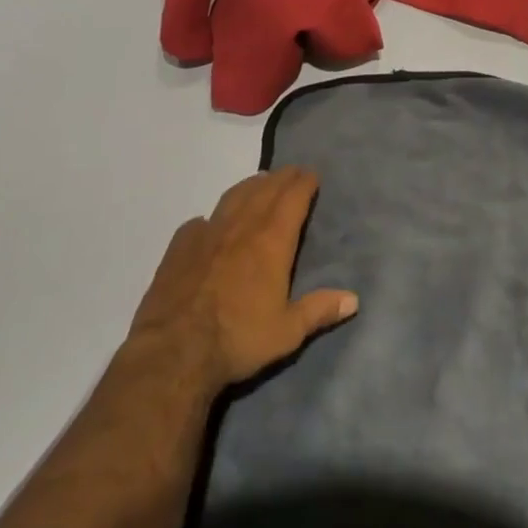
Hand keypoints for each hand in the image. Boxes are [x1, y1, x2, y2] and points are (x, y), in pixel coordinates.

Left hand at [129, 167, 357, 393]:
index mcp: (272, 239)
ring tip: (259, 183)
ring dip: (251, 186)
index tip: (313, 175)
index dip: (305, 182)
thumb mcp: (287, 332)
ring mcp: (208, 232)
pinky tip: (209, 224)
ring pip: (234, 195)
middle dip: (283, 177)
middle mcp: (242, 225)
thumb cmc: (238, 339)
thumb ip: (320, 310)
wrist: (173, 353)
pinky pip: (199, 221)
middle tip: (293, 173)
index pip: (293, 196)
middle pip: (266, 188)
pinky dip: (211, 217)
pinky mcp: (179, 247)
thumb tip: (354, 299)